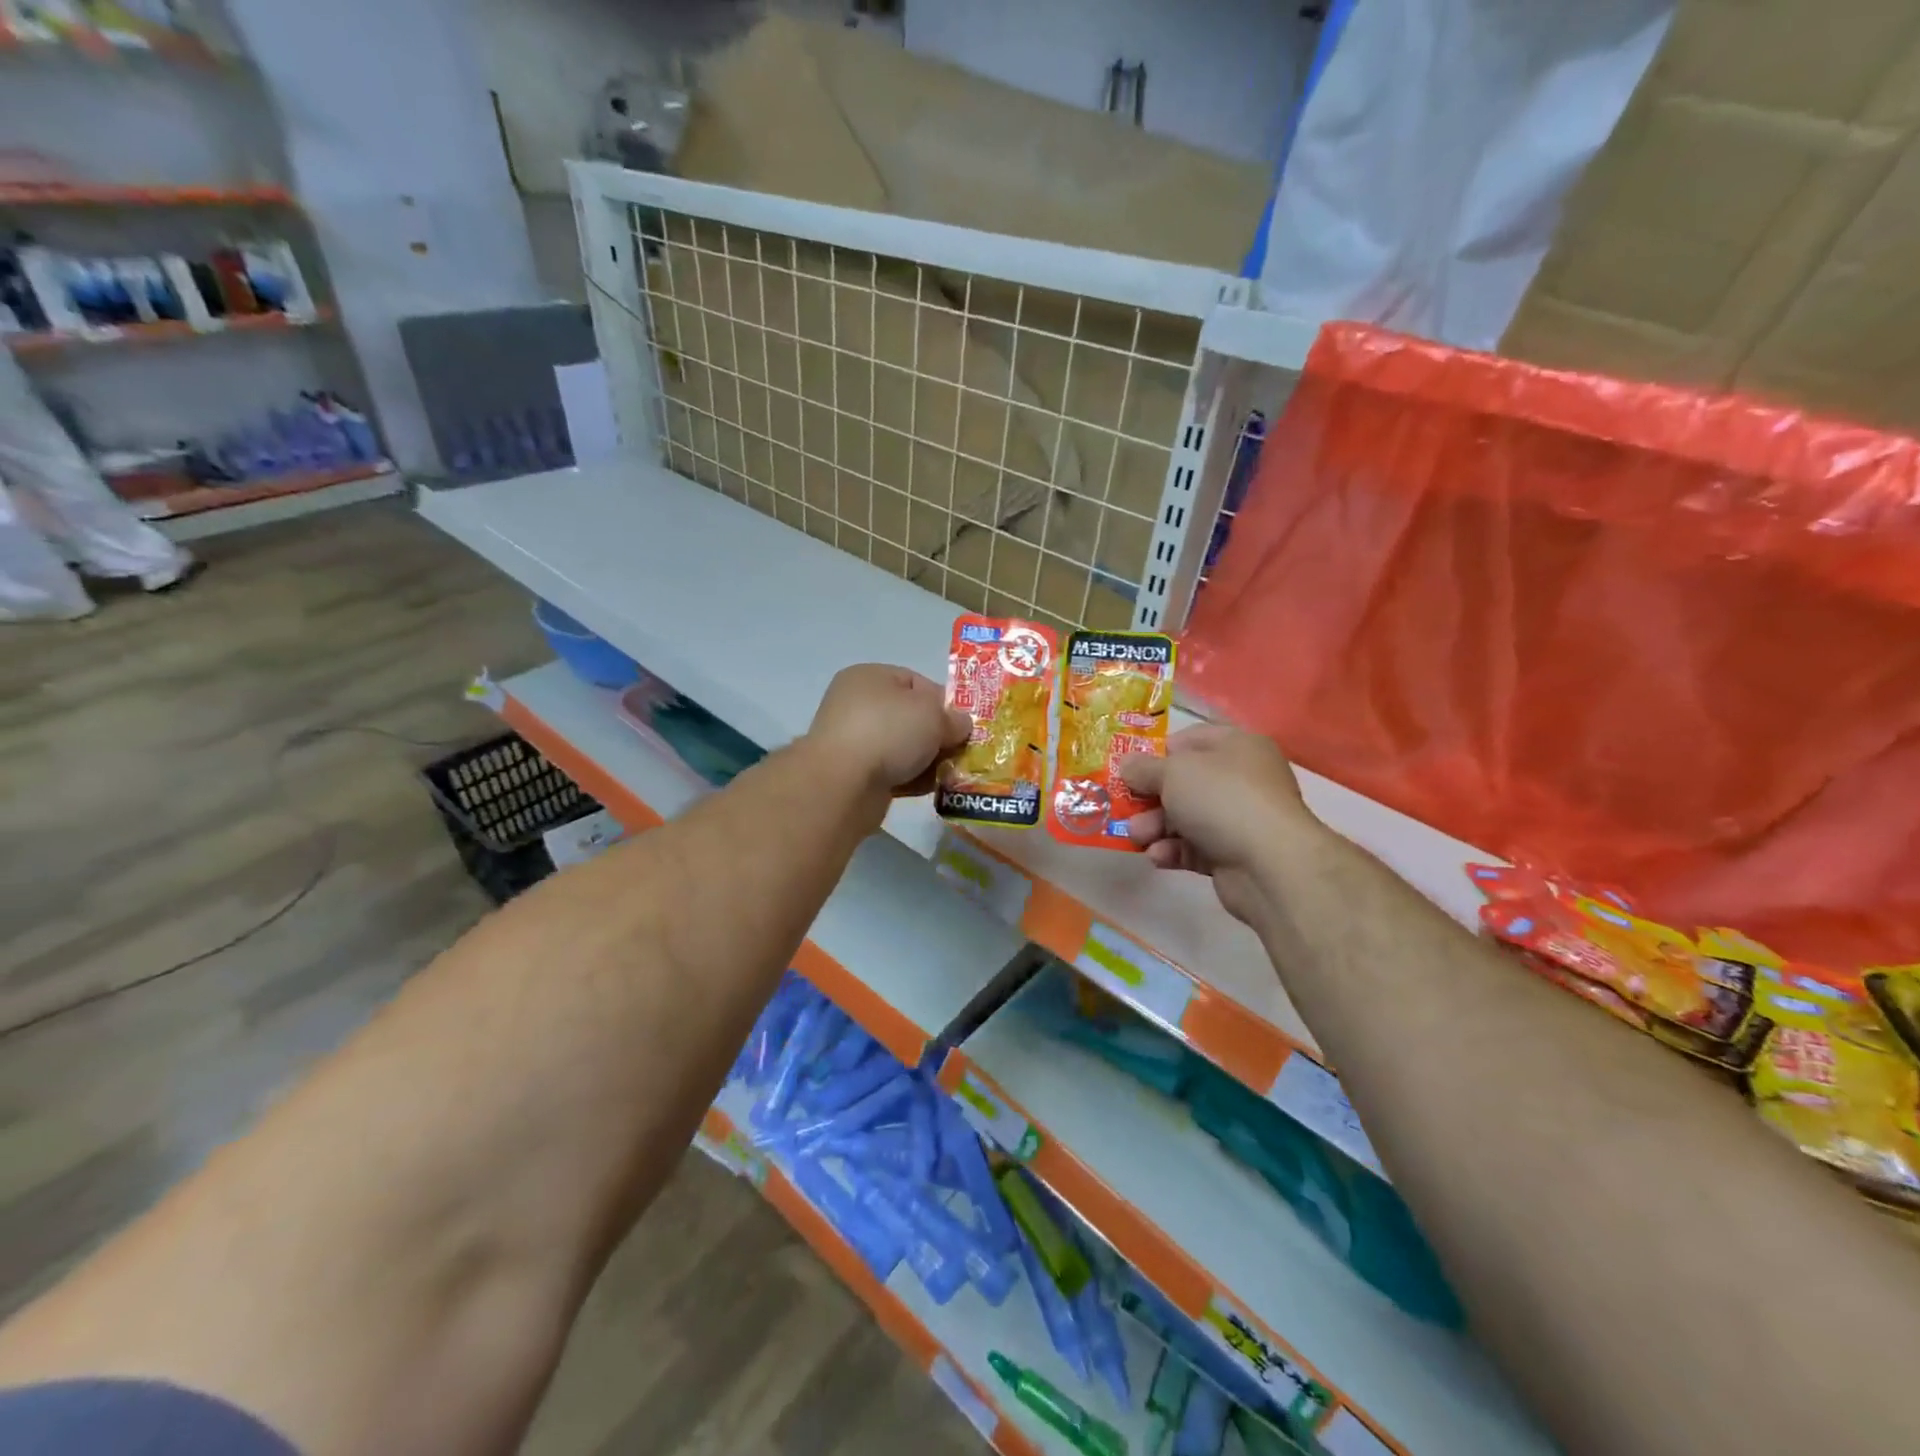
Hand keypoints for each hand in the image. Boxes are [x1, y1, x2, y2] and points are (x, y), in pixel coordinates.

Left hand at [806, 664, 971, 801]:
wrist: (843, 783)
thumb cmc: (888, 731)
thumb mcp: (933, 715)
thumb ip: (953, 718)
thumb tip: (960, 725)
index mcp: (870, 677)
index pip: (915, 682)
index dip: (943, 701)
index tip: (963, 723)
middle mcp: (857, 705)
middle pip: (910, 717)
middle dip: (938, 734)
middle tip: (961, 750)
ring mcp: (853, 741)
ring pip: (903, 747)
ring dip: (928, 760)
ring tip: (951, 773)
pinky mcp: (854, 775)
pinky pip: (893, 772)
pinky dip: (912, 778)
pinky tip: (932, 788)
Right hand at [1118, 725, 1315, 929]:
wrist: (1269, 863)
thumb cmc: (1221, 798)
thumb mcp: (1173, 772)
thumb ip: (1144, 768)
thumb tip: (1126, 763)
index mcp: (1237, 746)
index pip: (1191, 741)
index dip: (1158, 753)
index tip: (1131, 768)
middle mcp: (1242, 779)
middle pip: (1184, 783)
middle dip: (1150, 797)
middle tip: (1125, 807)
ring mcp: (1240, 818)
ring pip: (1186, 817)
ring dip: (1156, 826)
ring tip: (1137, 836)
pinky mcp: (1234, 854)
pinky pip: (1195, 848)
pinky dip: (1174, 851)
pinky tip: (1158, 857)